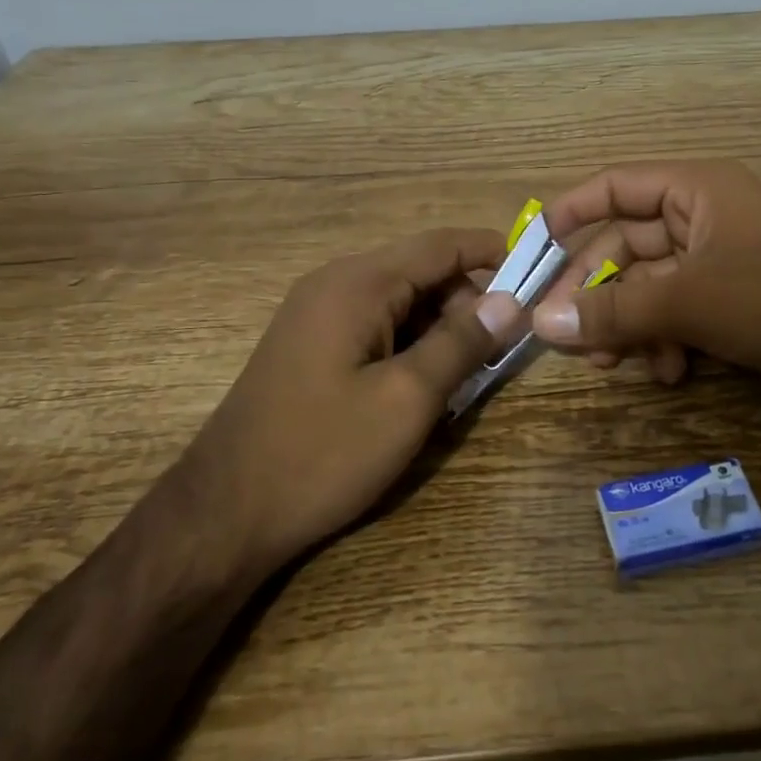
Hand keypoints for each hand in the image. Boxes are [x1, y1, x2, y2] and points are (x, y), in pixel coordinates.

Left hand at [183, 229, 519, 575]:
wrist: (222, 515)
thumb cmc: (322, 452)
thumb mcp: (406, 399)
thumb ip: (462, 343)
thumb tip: (510, 300)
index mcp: (358, 283)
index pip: (441, 245)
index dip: (493, 252)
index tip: (538, 275)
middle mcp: (335, 284)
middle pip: (421, 271)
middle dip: (468, 299)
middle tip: (504, 345)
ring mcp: (317, 313)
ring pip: (400, 301)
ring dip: (440, 326)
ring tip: (469, 371)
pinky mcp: (311, 344)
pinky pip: (376, 325)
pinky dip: (410, 342)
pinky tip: (424, 383)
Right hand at [531, 162, 760, 413]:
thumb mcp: (688, 302)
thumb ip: (613, 312)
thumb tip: (541, 324)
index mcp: (696, 190)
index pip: (616, 186)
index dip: (572, 212)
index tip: (534, 248)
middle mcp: (704, 217)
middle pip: (627, 245)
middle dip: (597, 291)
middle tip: (564, 334)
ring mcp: (720, 261)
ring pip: (649, 286)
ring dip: (628, 323)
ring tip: (613, 364)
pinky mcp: (733, 301)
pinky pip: (677, 312)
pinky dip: (663, 339)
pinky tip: (666, 372)